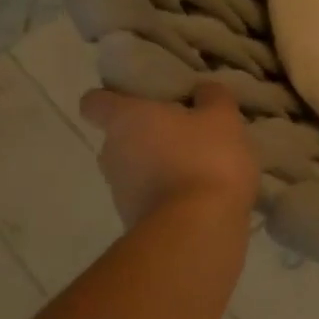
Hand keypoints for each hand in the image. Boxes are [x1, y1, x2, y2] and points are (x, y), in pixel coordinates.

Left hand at [78, 83, 257, 228]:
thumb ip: (213, 98)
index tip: (138, 100)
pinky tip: (202, 195)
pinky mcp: (134, 221)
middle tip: (183, 133)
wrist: (198, 229)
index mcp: (125, 120)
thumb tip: (204, 89)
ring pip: (136, 169)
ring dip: (160, 167)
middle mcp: (111, 153)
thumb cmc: (205, 159)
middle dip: (148, 135)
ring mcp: (119, 191)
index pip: (95, 101)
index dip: (113, 98)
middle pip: (120, 137)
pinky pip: (151, 197)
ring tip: (199, 167)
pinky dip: (171, 194)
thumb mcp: (223, 119)